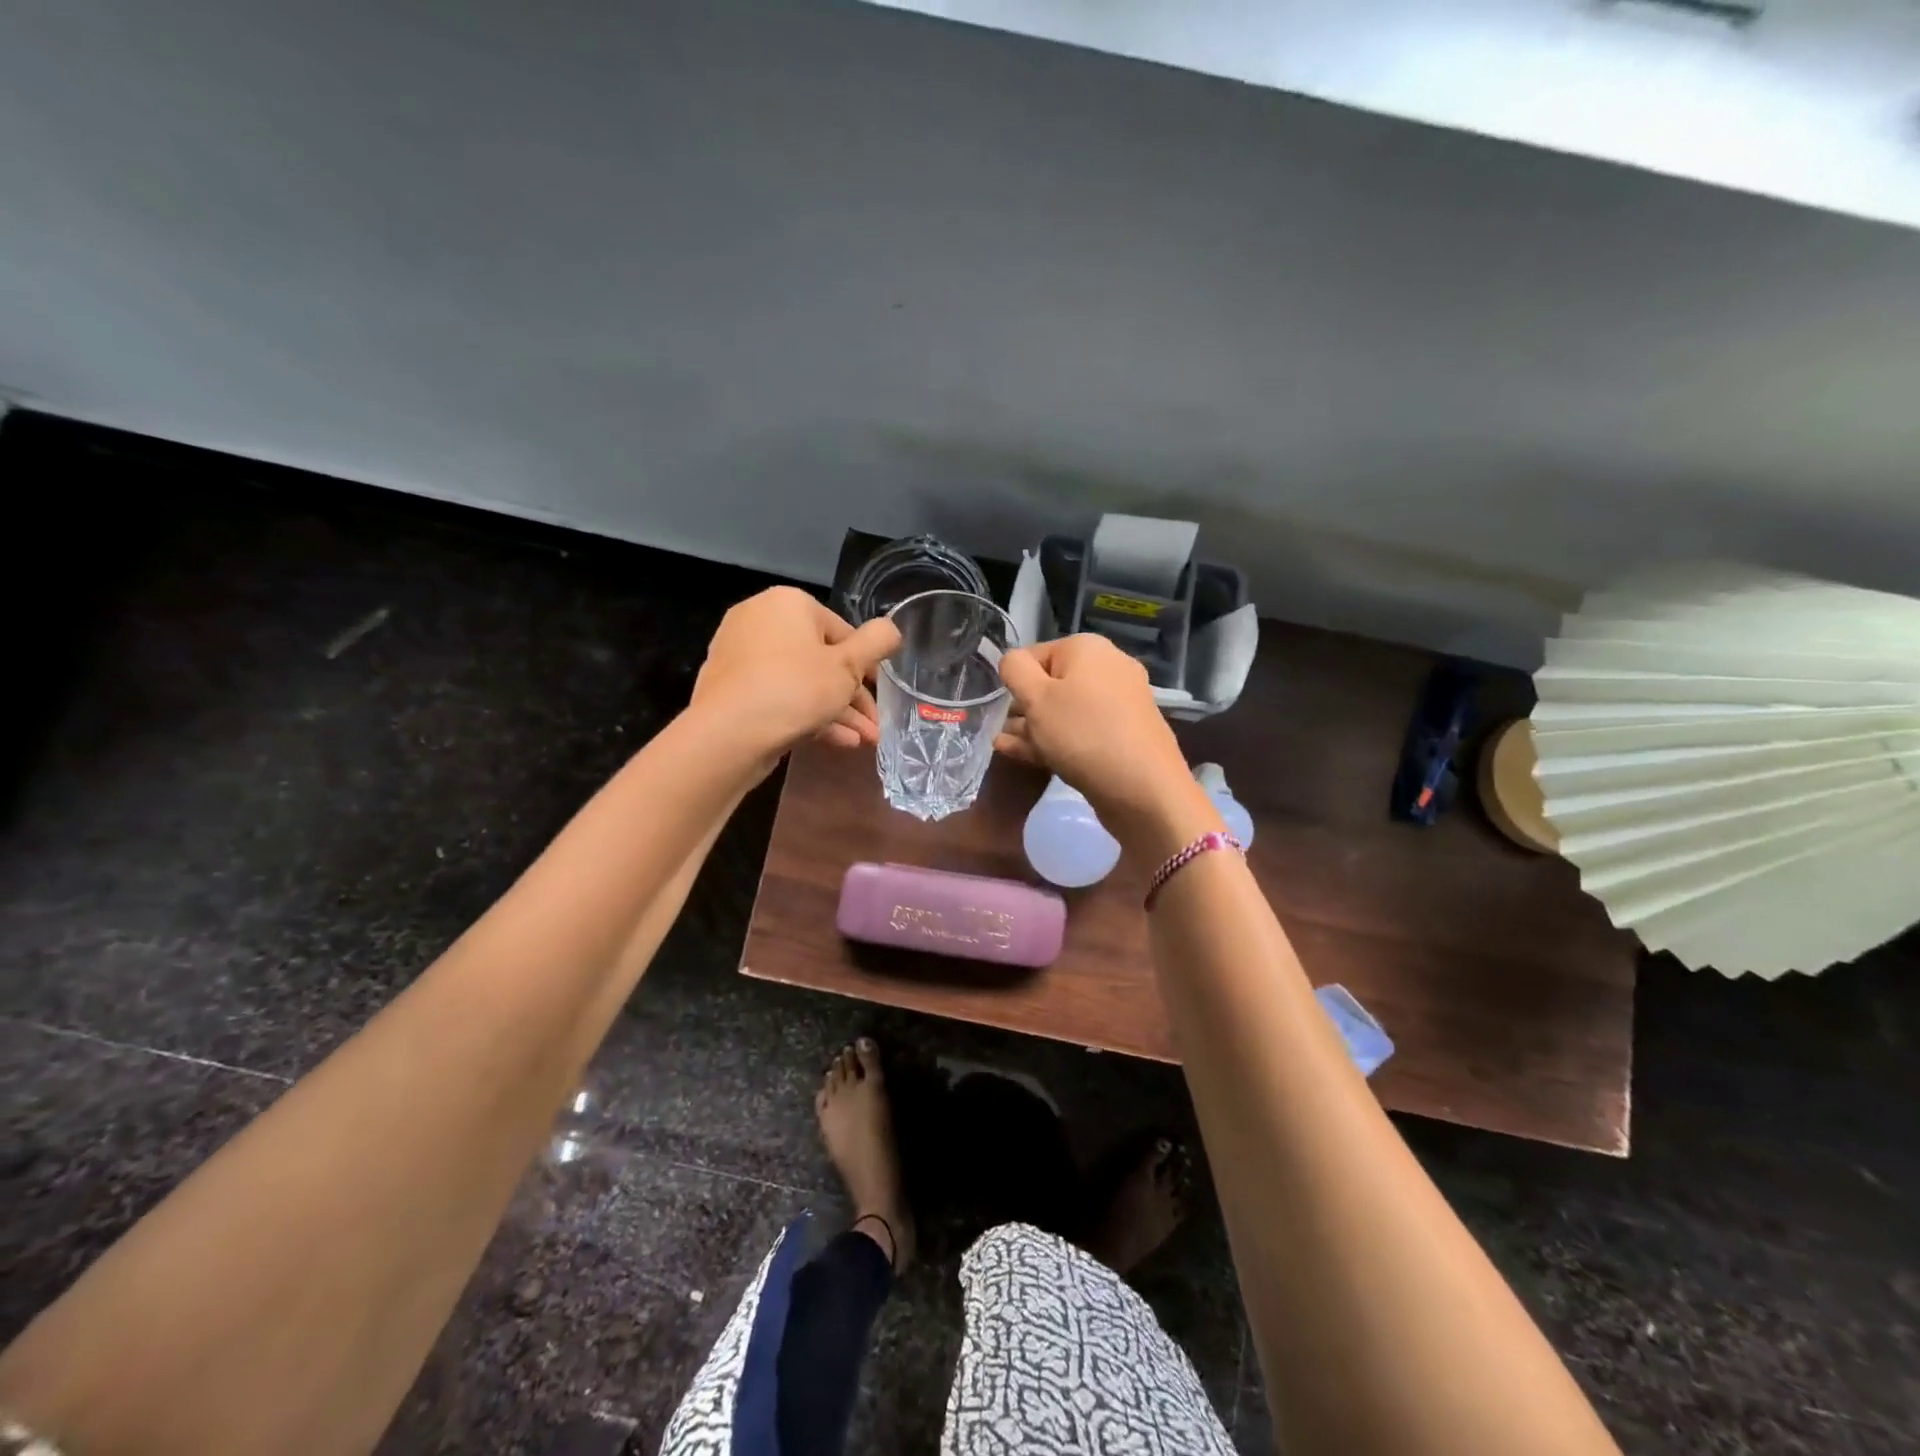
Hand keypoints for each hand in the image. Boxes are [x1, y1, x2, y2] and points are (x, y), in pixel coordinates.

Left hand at [690, 587, 899, 768]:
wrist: (728, 734)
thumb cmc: (795, 689)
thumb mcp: (848, 667)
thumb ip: (876, 644)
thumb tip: (891, 629)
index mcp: (788, 604)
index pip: (842, 631)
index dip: (866, 666)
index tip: (881, 694)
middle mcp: (760, 620)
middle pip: (821, 659)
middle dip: (853, 696)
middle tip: (874, 726)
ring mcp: (741, 655)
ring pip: (802, 682)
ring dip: (837, 711)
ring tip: (864, 741)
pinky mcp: (731, 689)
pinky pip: (778, 696)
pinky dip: (807, 715)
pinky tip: (837, 742)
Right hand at [995, 635, 1212, 848]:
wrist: (1144, 789)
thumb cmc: (1082, 734)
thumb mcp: (1036, 698)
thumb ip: (1014, 670)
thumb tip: (1011, 661)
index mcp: (1087, 648)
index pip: (1033, 654)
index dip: (1013, 680)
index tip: (999, 708)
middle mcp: (1107, 668)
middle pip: (1051, 683)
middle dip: (1023, 707)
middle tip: (998, 730)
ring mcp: (1119, 703)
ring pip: (1065, 710)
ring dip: (1033, 726)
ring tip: (1004, 745)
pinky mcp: (1123, 735)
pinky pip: (1081, 730)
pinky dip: (1055, 739)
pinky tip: (1027, 755)